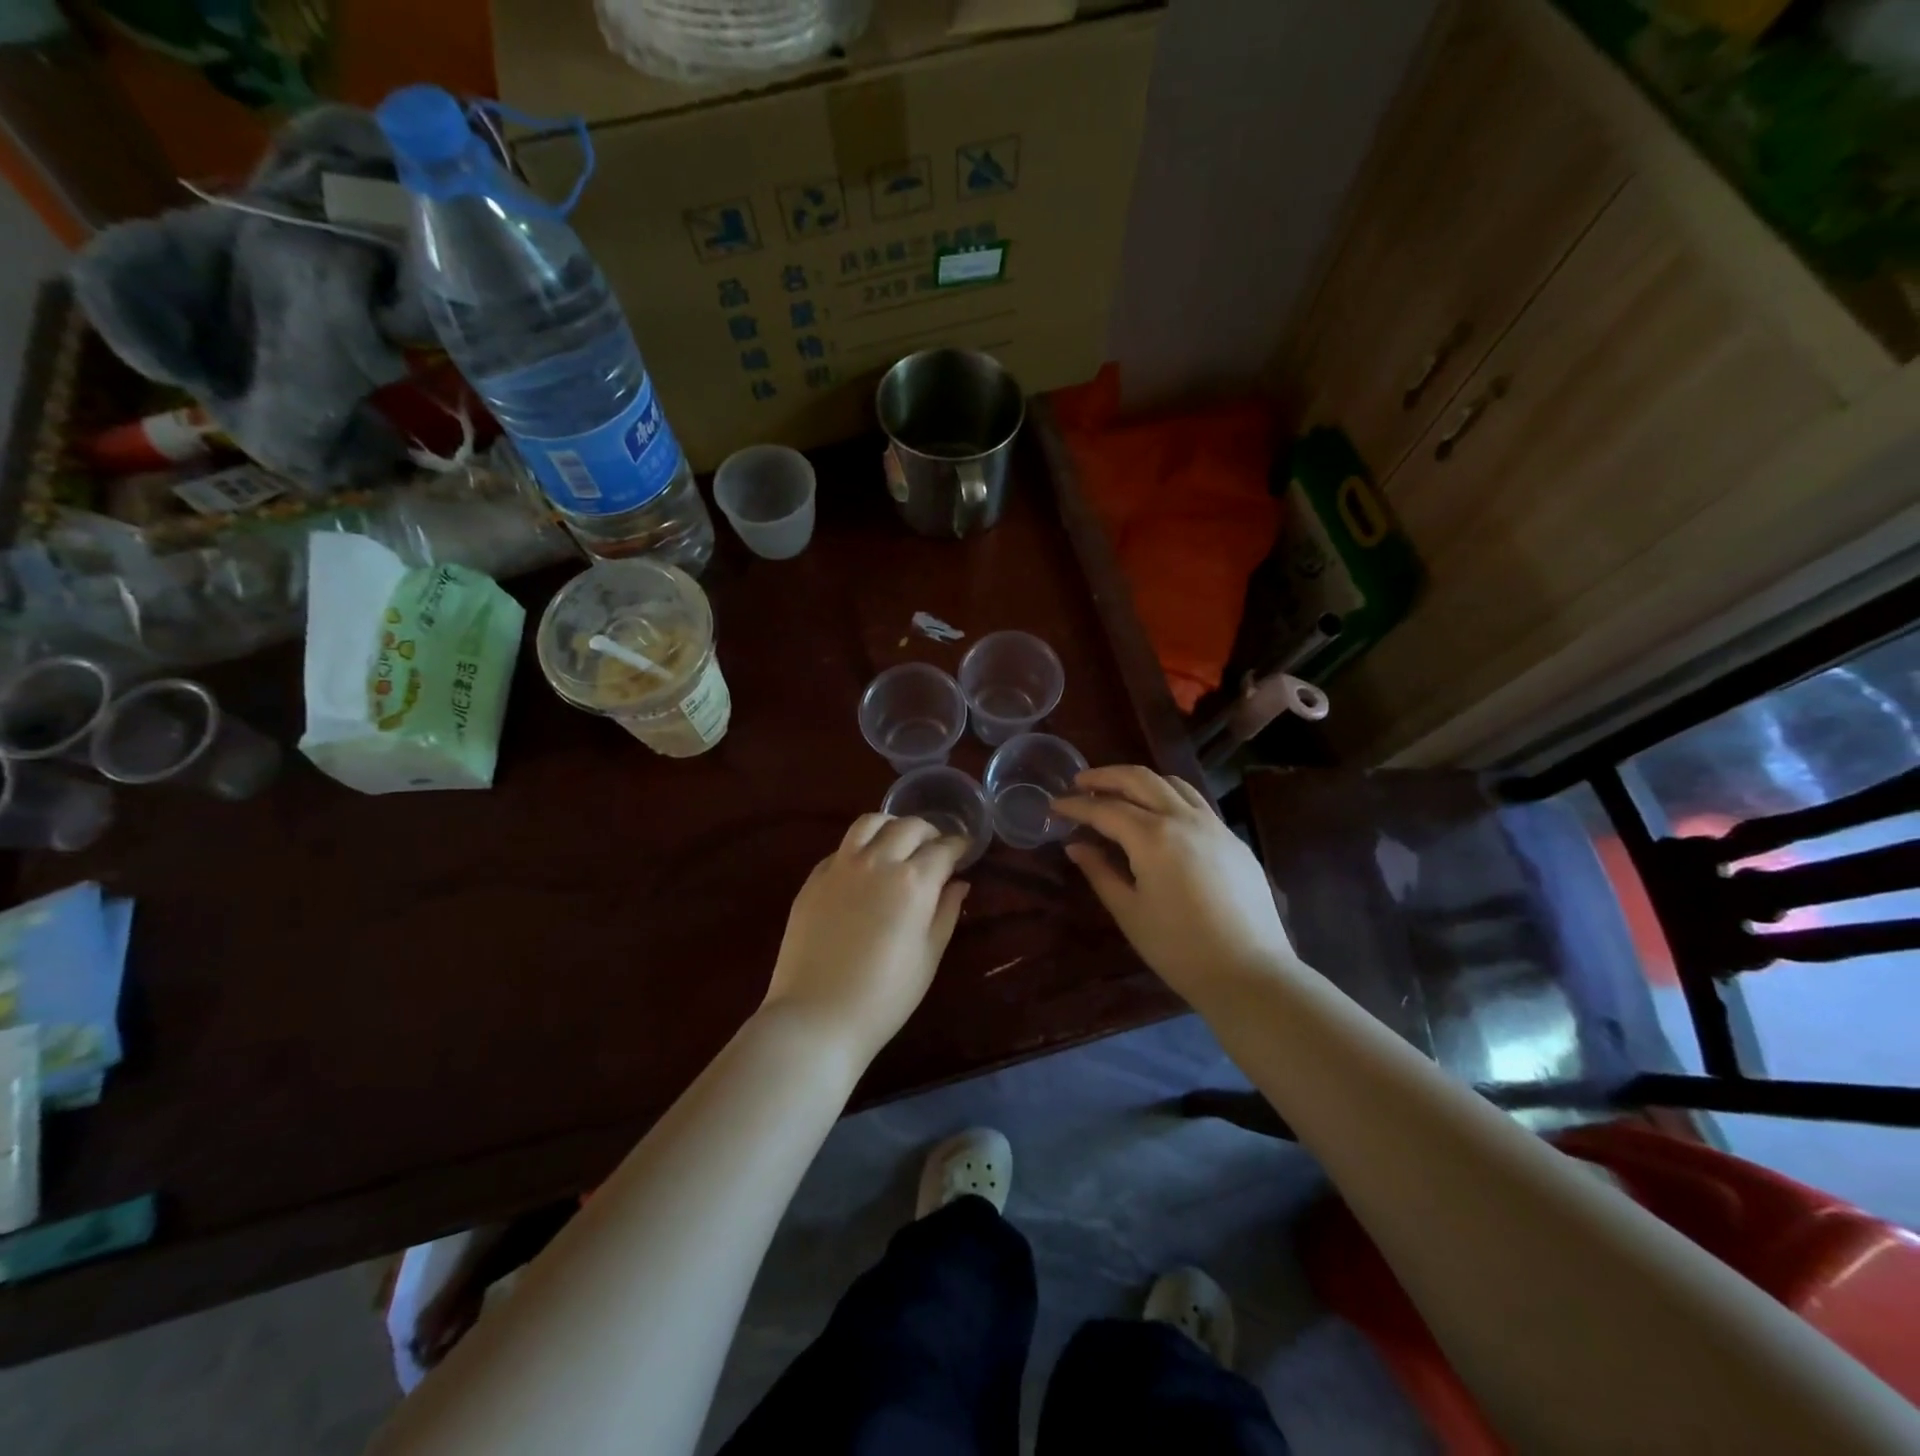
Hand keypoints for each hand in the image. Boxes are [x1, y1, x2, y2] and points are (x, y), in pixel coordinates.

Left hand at [762, 814, 970, 1062]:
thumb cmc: (885, 995)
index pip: (944, 848)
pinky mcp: (814, 878)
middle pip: (909, 826)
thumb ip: (946, 912)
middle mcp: (878, 862)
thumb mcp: (929, 956)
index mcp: (913, 881)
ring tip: (899, 842)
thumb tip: (959, 883)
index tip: (965, 851)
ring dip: (892, 826)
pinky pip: (842, 847)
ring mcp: (841, 866)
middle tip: (936, 848)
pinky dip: (861, 846)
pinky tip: (865, 867)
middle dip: (930, 832)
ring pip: (870, 822)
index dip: (959, 846)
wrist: (817, 1016)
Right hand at [1050, 766, 1297, 1002]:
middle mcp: (1184, 818)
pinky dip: (1168, 796)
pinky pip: (1195, 803)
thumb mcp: (1129, 912)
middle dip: (1105, 776)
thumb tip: (1076, 846)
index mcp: (1153, 836)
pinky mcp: (1233, 840)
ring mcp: (1214, 825)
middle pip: (1139, 779)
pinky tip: (1159, 817)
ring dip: (1139, 781)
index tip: (1054, 804)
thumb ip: (1100, 872)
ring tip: (1118, 792)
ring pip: (1172, 783)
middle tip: (1080, 782)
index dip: (1076, 805)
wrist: (1249, 973)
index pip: (1105, 809)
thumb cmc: (1178, 949)